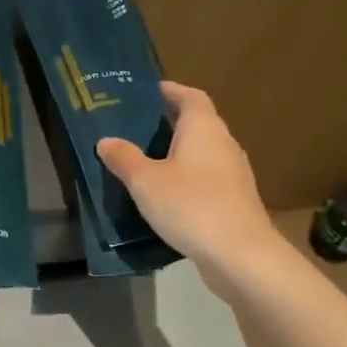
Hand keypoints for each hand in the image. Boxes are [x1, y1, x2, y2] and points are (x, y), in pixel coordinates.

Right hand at [98, 82, 280, 280]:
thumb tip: (106, 140)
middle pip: (198, 124)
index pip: (190, 96)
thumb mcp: (145, 181)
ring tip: (146, 163)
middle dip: (170, 124)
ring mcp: (234, 174)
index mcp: (204, 128)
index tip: (149, 92)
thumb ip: (124, 158)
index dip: (171, 91)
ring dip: (178, 155)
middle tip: (136, 129)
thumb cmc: (191, 205)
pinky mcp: (235, 202)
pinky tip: (166, 198)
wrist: (240, 256)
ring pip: (202, 154)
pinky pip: (207, 181)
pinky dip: (187, 181)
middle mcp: (223, 144)